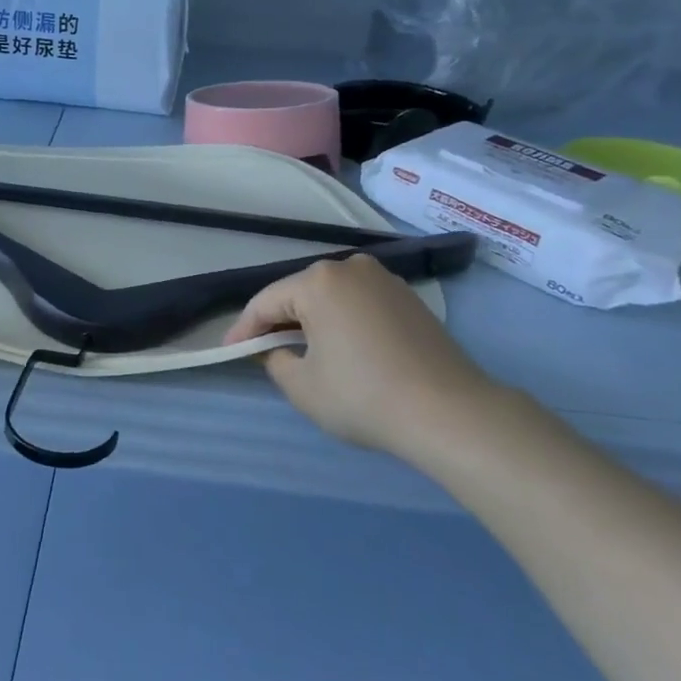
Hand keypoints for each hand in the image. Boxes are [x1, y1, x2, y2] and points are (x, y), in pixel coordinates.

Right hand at [222, 254, 504, 463]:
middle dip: (279, 322)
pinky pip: (360, 304)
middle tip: (263, 351)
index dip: (244, 329)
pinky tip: (343, 349)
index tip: (230, 351)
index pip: (266, 302)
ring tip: (303, 351)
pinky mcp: (409, 298)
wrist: (450, 412)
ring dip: (313, 321)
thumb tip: (278, 350)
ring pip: (331, 297)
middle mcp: (350, 268)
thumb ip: (275, 362)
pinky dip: (344, 322)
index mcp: (318, 282)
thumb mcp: (302, 387)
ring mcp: (384, 280)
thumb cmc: (364, 396)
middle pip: (299, 294)